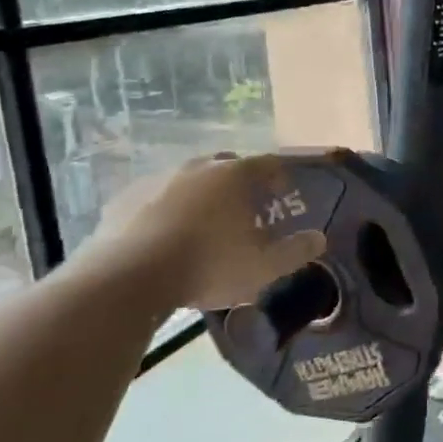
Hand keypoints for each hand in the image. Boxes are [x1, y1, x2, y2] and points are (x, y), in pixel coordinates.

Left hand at [83, 153, 325, 313]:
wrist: (128, 277)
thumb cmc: (207, 266)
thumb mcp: (262, 267)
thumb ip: (295, 252)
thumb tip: (319, 238)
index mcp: (234, 176)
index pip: (267, 164)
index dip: (279, 176)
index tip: (285, 193)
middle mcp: (196, 168)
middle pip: (226, 165)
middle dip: (239, 182)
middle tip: (245, 208)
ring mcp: (156, 179)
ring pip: (187, 180)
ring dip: (200, 195)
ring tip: (203, 224)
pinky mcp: (123, 199)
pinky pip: (154, 198)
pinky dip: (165, 209)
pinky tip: (165, 235)